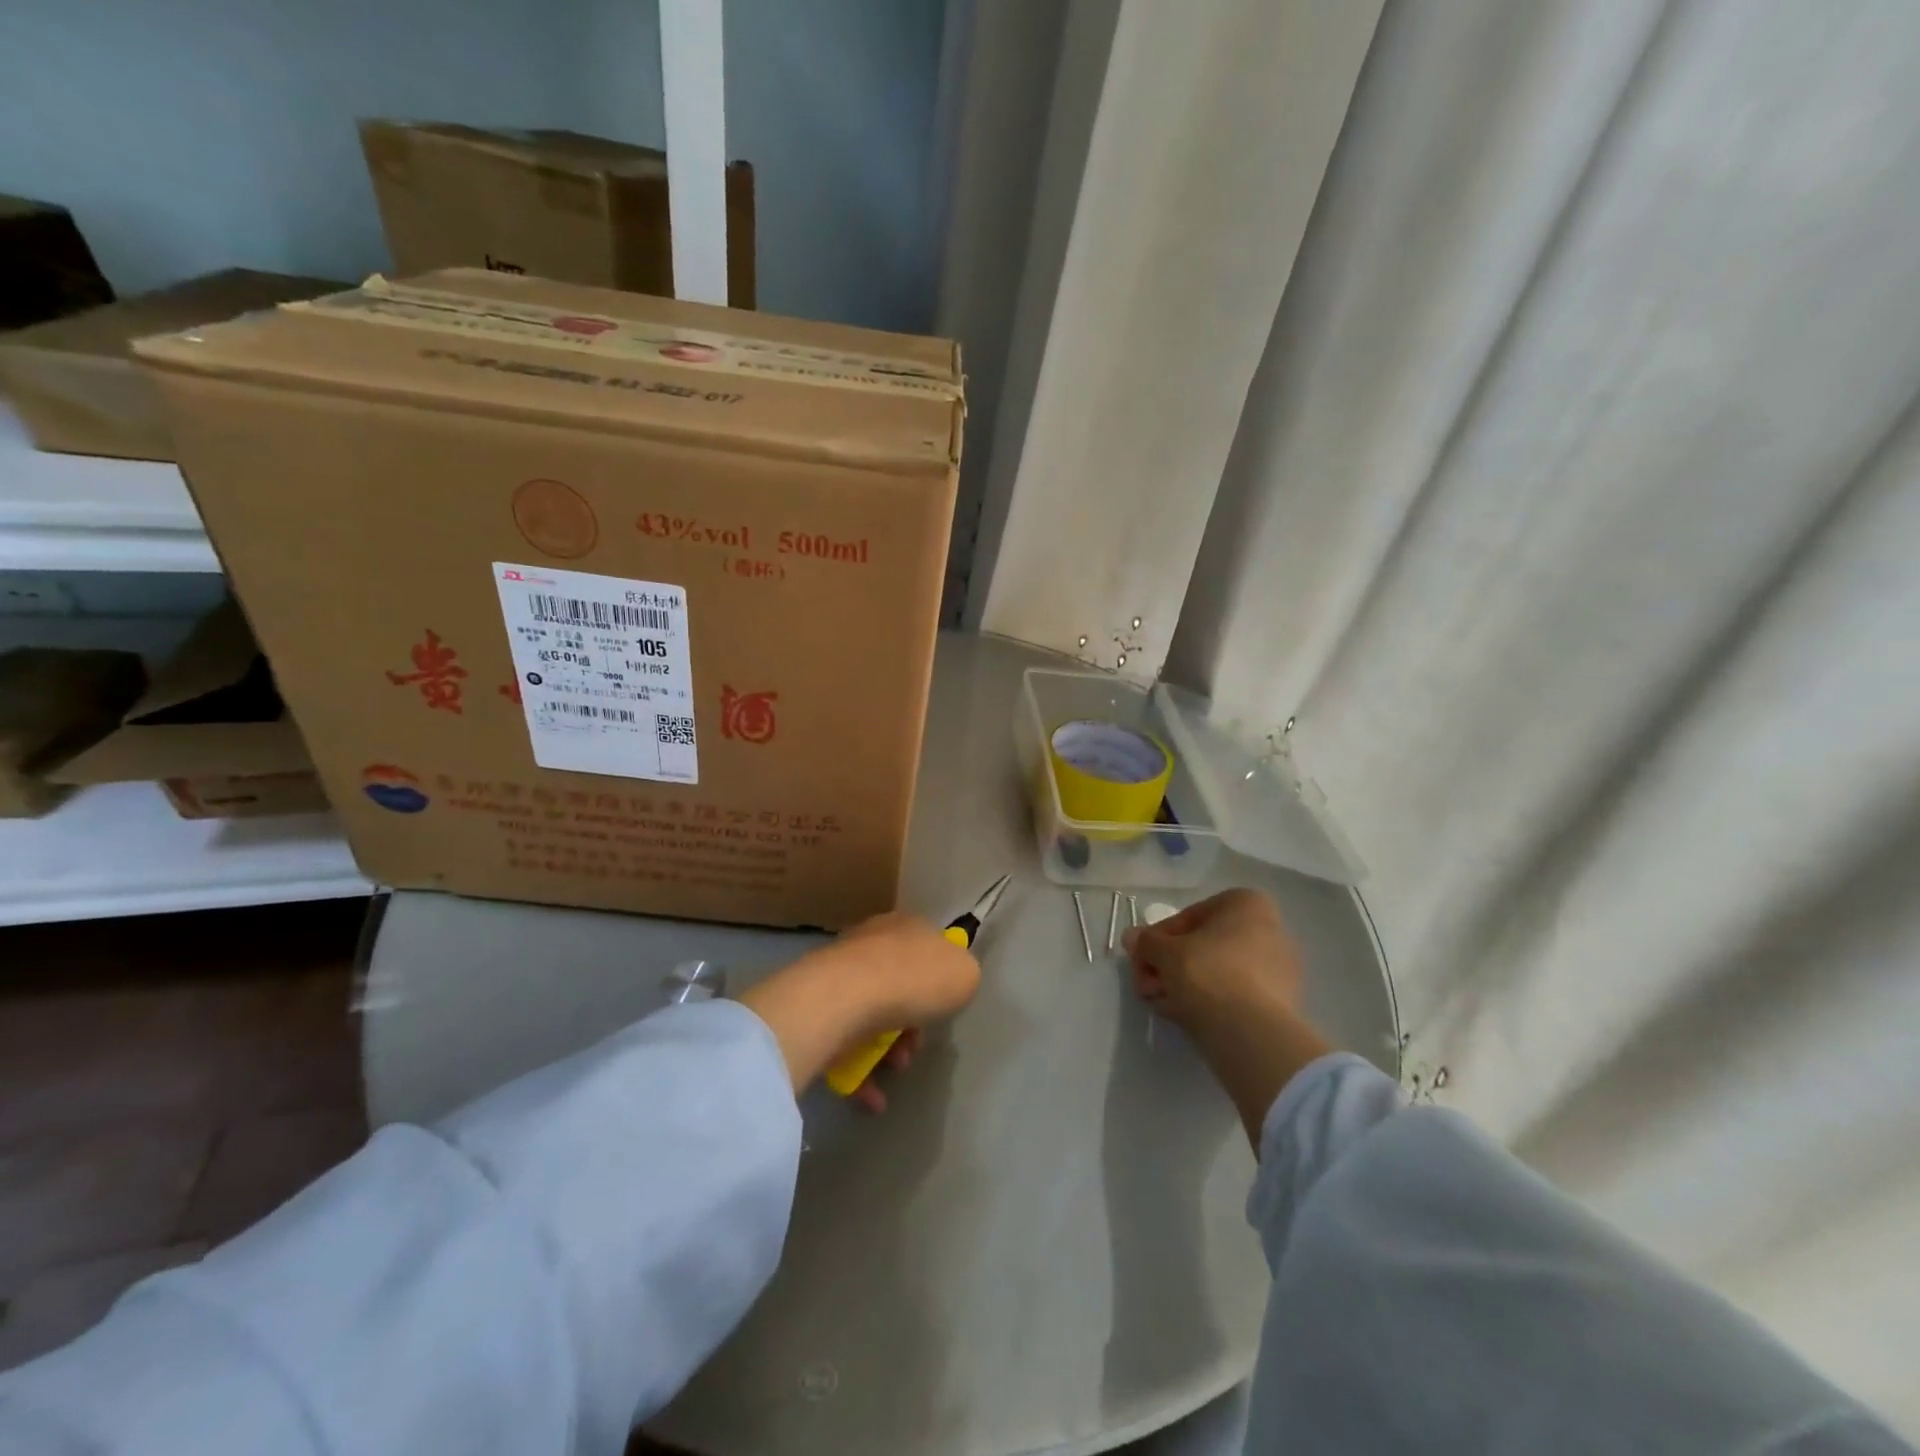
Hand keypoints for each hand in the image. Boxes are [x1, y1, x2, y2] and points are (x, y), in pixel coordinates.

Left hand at [737, 912, 980, 1101]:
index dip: (939, 979)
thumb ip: (962, 975)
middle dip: (913, 1023)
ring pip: (873, 1015)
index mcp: (906, 926)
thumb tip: (950, 981)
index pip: (927, 945)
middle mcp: (871, 942)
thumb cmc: (914, 980)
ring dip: (889, 1049)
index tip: (945, 1007)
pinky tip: (872, 1096)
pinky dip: (860, 1071)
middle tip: (916, 1045)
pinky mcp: (818, 1008)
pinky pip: (845, 1042)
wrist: (846, 998)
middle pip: (900, 985)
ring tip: (895, 1067)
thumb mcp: (965, 973)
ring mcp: (841, 974)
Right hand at [1122, 888, 1329, 1149]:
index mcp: (1246, 905)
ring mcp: (1279, 969)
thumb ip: (1146, 942)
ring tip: (1159, 1004)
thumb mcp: (1163, 952)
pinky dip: (1208, 1001)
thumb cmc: (1207, 973)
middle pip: (1203, 945)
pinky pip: (1234, 995)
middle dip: (1169, 965)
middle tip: (1145, 985)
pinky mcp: (1281, 1004)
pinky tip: (1182, 1015)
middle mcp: (1270, 930)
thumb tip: (1132, 937)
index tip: (1140, 959)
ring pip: (1218, 971)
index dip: (1157, 939)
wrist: (1250, 1033)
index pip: (1189, 917)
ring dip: (1183, 984)